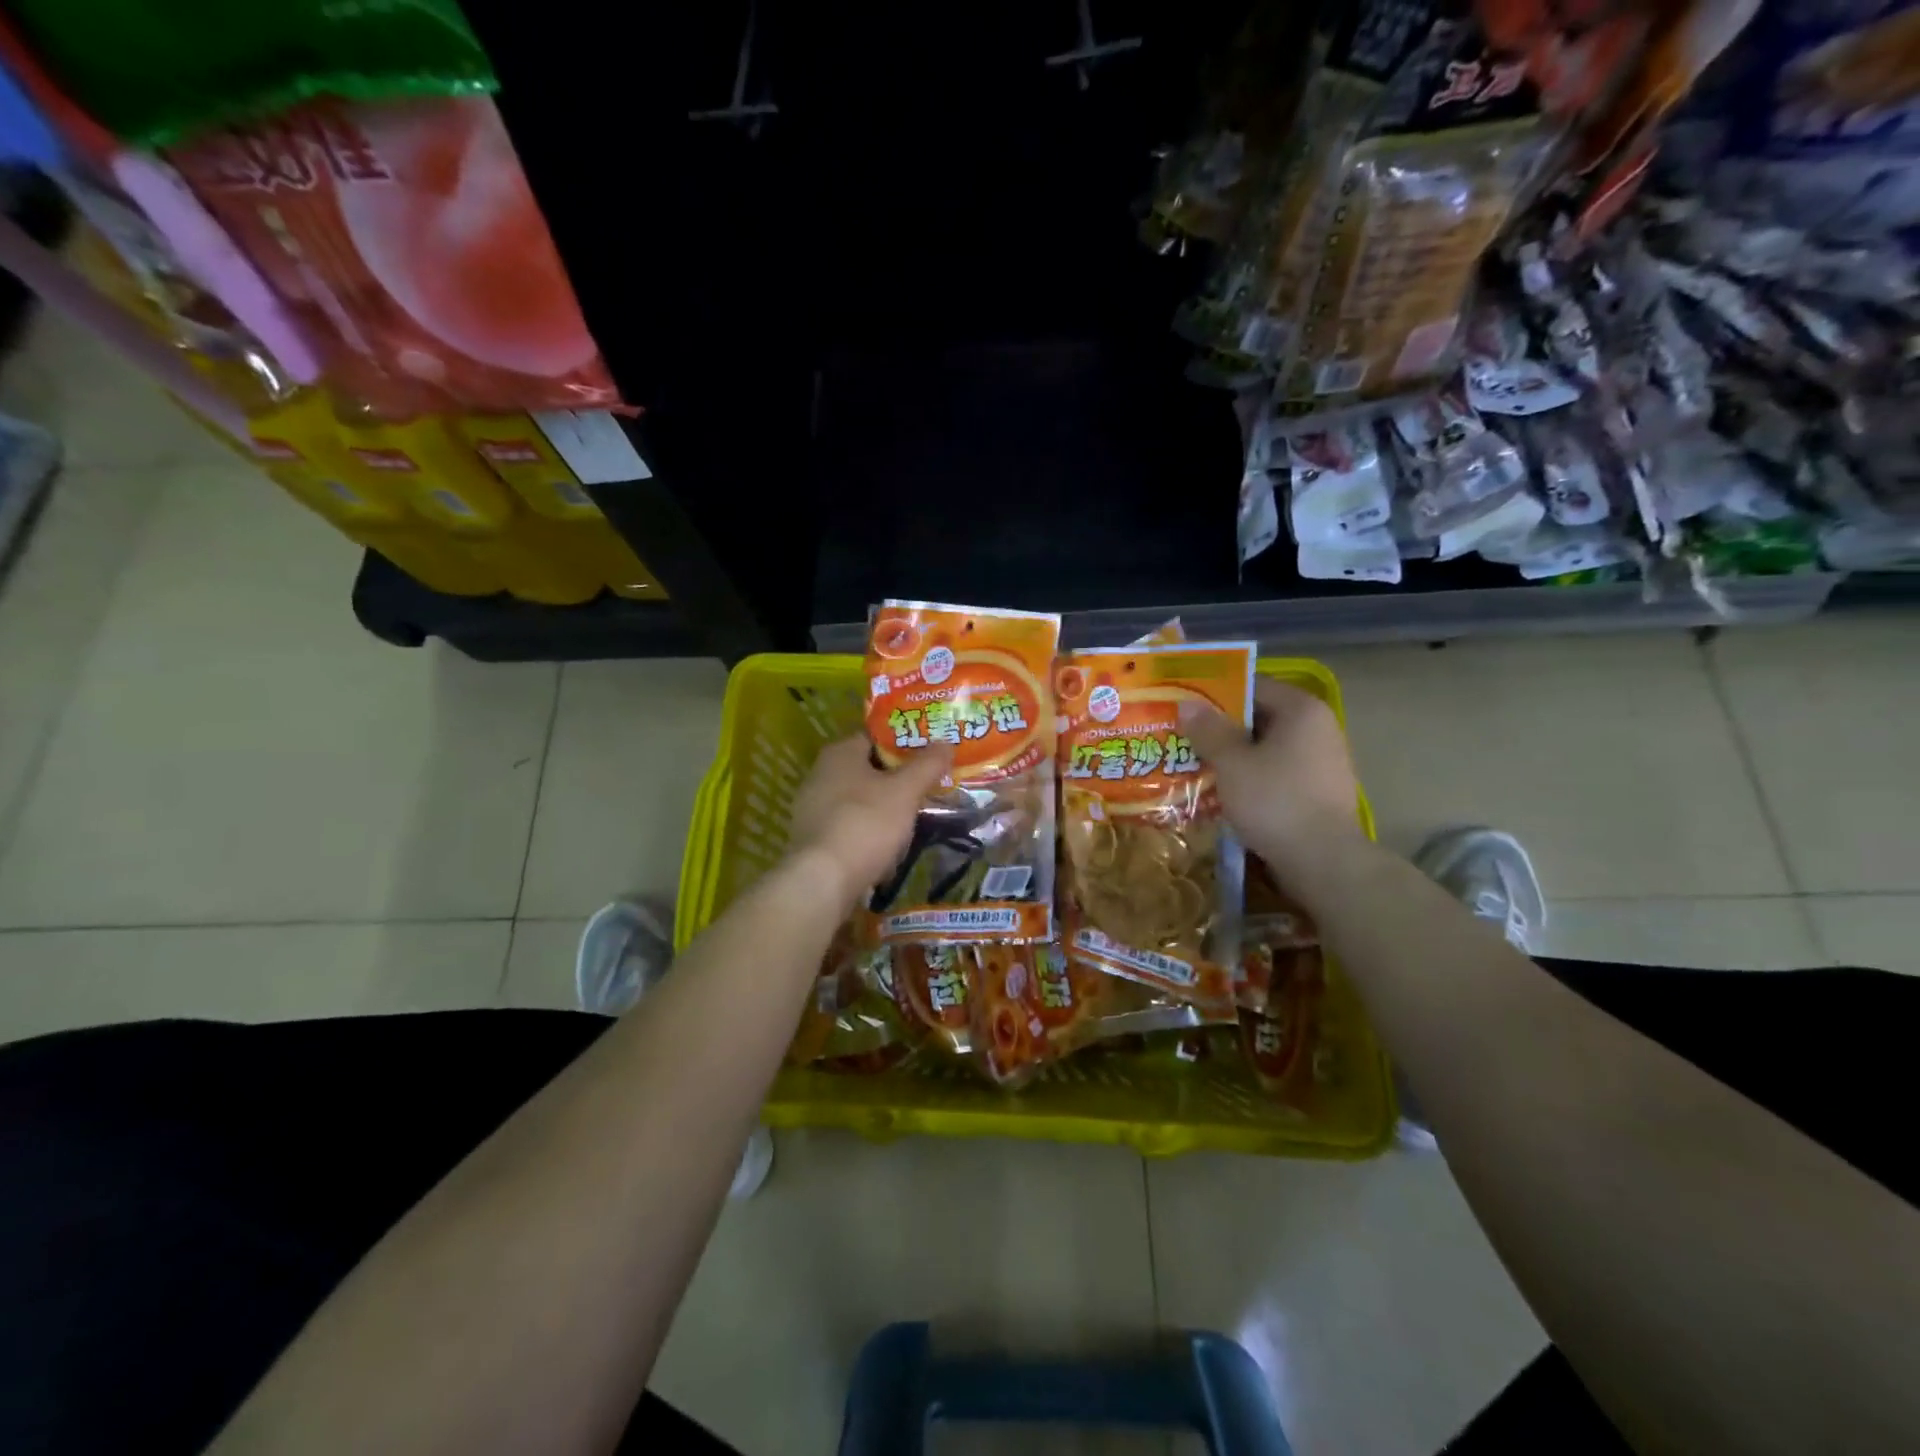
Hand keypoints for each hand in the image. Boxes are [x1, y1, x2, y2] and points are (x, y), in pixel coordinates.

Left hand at [787, 736, 953, 908]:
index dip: (906, 743)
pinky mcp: (813, 839)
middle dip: (898, 779)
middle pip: (868, 769)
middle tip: (928, 787)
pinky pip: (849, 826)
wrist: (823, 881)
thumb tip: (946, 743)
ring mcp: (812, 808)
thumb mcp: (905, 791)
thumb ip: (927, 765)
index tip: (931, 755)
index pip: (877, 737)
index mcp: (840, 753)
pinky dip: (869, 832)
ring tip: (913, 819)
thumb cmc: (866, 823)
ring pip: (859, 800)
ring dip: (885, 808)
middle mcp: (820, 774)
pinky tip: (888, 848)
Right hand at [1181, 678, 1363, 874]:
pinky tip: (1224, 792)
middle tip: (1182, 736)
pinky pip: (1277, 773)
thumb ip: (1208, 731)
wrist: (1323, 861)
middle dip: (1221, 727)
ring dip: (1234, 755)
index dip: (1215, 693)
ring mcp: (1323, 762)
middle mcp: (1318, 728)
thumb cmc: (1274, 800)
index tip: (1184, 705)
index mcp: (1301, 710)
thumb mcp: (1231, 763)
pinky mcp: (1320, 792)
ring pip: (1267, 748)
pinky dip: (1252, 777)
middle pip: (1260, 717)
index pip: (1252, 686)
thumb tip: (1188, 704)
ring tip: (1195, 764)